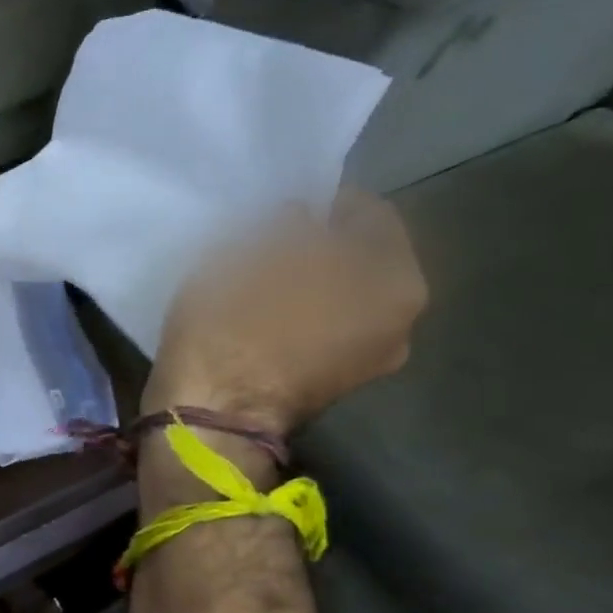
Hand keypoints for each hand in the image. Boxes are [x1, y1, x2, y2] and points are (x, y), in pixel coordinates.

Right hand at [143, 191, 426, 436]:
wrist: (212, 413)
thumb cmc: (238, 321)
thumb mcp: (255, 249)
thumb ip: (289, 222)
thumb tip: (299, 219)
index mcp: (395, 281)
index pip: (368, 212)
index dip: (321, 199)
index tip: (279, 200)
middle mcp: (400, 322)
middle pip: (357, 259)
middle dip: (316, 243)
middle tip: (267, 238)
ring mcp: (367, 360)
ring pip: (338, 295)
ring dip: (305, 279)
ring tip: (258, 275)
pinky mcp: (330, 384)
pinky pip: (321, 328)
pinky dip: (297, 313)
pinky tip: (257, 312)